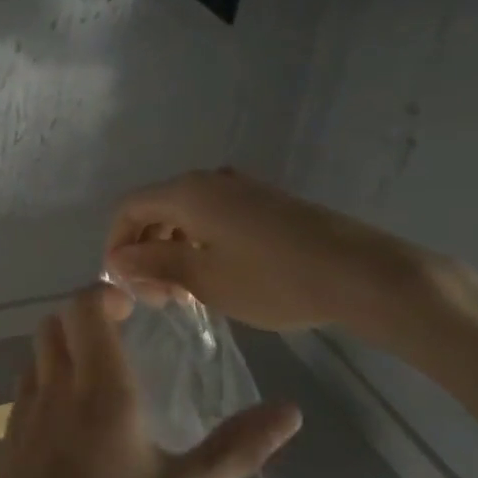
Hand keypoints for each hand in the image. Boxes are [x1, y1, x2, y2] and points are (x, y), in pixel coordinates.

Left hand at [0, 282, 301, 477]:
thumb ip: (238, 450)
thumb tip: (290, 410)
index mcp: (100, 390)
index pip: (85, 308)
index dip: (104, 294)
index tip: (132, 309)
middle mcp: (54, 389)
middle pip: (54, 324)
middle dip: (84, 318)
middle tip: (120, 339)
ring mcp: (22, 415)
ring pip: (35, 356)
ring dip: (62, 350)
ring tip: (98, 381)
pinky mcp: (5, 443)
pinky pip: (24, 391)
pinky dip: (45, 384)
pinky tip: (69, 428)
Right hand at [104, 169, 436, 343]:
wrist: (361, 273)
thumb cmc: (273, 279)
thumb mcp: (204, 278)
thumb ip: (154, 263)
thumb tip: (118, 259)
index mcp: (188, 193)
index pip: (129, 208)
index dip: (116, 243)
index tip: (124, 284)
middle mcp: (210, 181)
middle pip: (157, 208)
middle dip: (145, 249)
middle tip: (156, 297)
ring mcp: (242, 189)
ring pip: (187, 215)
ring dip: (172, 249)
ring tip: (183, 292)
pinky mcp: (266, 204)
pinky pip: (215, 218)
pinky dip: (200, 244)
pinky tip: (215, 277)